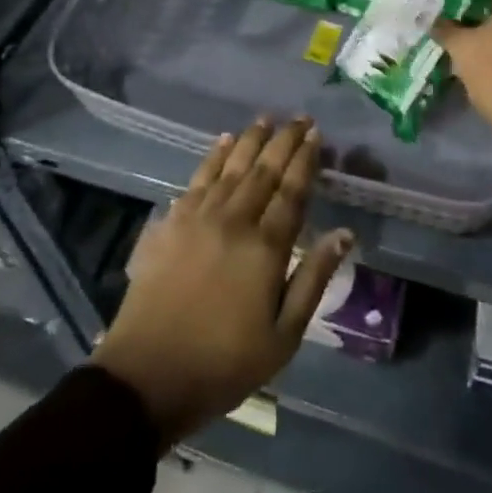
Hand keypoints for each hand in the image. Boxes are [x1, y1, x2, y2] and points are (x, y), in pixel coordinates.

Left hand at [93, 119, 352, 445]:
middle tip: (299, 117)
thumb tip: (344, 234)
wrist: (147, 375)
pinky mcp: (172, 222)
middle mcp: (234, 220)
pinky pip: (198, 178)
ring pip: (231, 167)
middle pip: (264, 170)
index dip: (305, 161)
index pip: (292, 192)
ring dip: (250, 140)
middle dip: (284, 141)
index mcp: (266, 247)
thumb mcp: (283, 336)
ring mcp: (199, 217)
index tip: (316, 135)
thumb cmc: (224, 363)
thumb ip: (313, 278)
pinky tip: (222, 142)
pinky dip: (213, 156)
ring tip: (265, 119)